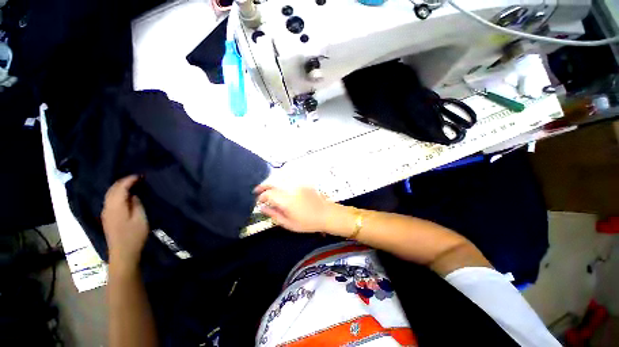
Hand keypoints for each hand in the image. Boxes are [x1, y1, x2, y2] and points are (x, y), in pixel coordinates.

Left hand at [102, 175, 149, 268]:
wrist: (123, 253)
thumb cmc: (134, 235)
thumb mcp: (140, 218)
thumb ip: (136, 204)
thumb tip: (134, 194)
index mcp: (115, 206)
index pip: (120, 187)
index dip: (129, 179)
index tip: (141, 175)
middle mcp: (107, 207)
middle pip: (112, 189)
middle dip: (123, 181)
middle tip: (137, 178)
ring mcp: (105, 213)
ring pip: (110, 194)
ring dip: (119, 187)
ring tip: (132, 184)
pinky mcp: (107, 217)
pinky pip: (110, 200)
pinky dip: (117, 193)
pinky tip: (124, 195)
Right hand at [254, 185, 334, 232]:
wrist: (326, 214)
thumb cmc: (307, 222)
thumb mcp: (289, 223)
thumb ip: (274, 214)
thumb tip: (262, 208)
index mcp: (286, 200)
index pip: (268, 194)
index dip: (261, 196)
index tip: (258, 201)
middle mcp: (291, 189)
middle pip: (273, 182)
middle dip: (263, 185)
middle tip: (257, 190)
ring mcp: (298, 184)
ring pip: (280, 179)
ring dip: (272, 182)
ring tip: (267, 188)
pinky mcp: (303, 183)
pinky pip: (289, 179)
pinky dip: (281, 181)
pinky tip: (280, 187)